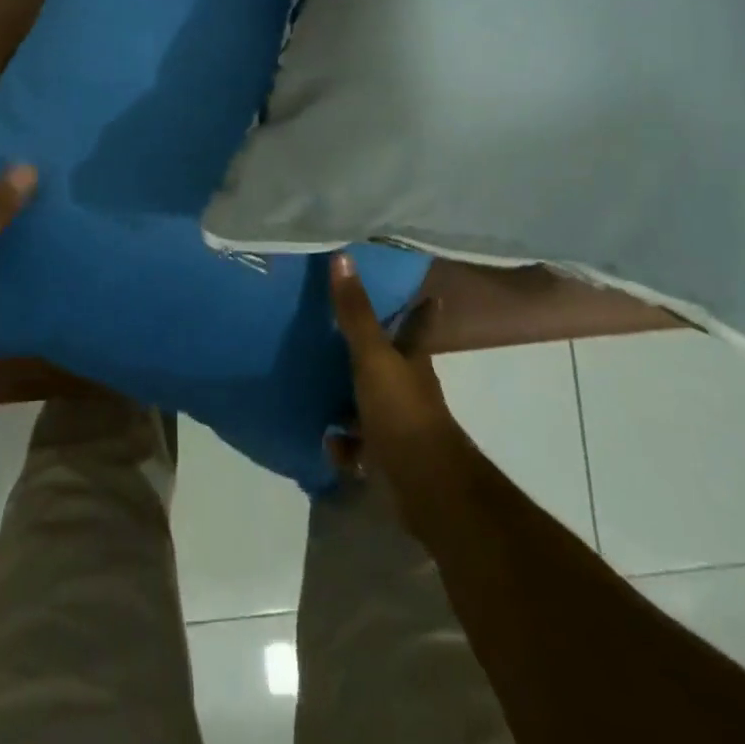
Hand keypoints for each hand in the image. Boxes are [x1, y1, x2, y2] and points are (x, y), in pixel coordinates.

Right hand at [329, 252, 472, 523]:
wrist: (425, 487)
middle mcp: (408, 390)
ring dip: (348, 401)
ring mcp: (399, 426)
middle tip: (339, 335)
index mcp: (411, 361)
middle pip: (390, 364)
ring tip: (317, 387)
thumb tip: (342, 256)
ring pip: (370, 404)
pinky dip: (344, 444)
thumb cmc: (402, 412)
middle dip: (370, 352)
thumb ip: (355, 312)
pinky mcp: (387, 458)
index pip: (418, 325)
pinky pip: (358, 445)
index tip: (427, 293)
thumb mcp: (373, 356)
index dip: (421, 310)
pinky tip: (327, 441)